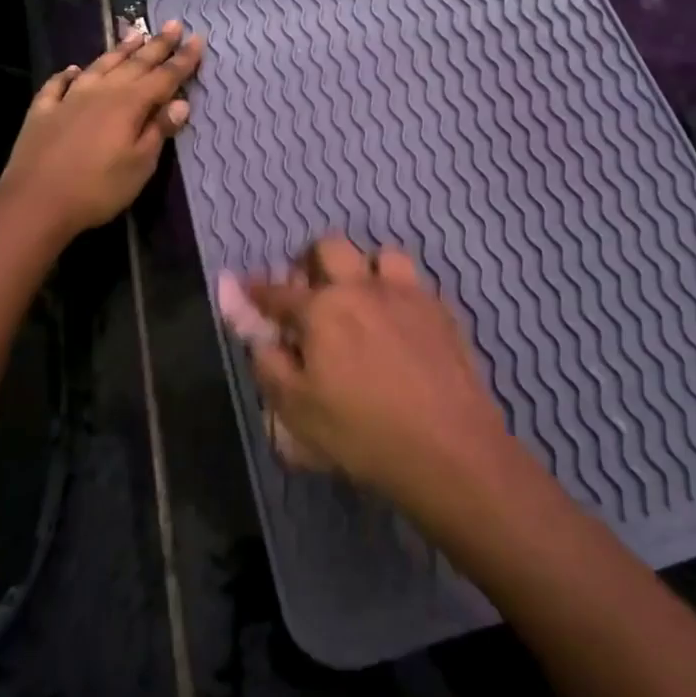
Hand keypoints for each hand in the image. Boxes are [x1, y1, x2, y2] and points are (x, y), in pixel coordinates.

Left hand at [0, 21, 202, 236]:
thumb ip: (158, 131)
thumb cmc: (98, 188)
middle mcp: (101, 92)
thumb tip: (180, 102)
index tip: (197, 38)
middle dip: (157, 45)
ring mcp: (69, 98)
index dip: (183, 60)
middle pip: (134, 64)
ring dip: (119, 50)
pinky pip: (58, 84)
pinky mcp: (43, 111)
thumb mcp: (140, 165)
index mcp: (129, 104)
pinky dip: (69, 74)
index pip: (164, 77)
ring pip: (99, 66)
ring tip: (134, 34)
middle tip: (173, 24)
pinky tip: (74, 70)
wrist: (35, 201)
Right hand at [223, 236, 512, 515]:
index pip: (278, 291)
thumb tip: (263, 340)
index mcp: (322, 309)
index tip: (247, 288)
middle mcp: (362, 288)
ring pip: (380, 255)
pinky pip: (414, 283)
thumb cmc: (363, 434)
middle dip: (311, 261)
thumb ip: (270, 366)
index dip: (257, 290)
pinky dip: (397, 292)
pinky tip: (398, 321)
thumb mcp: (297, 411)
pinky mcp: (441, 311)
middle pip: (331, 248)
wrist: (449, 448)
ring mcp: (407, 294)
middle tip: (308, 289)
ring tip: (360, 298)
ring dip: (363, 269)